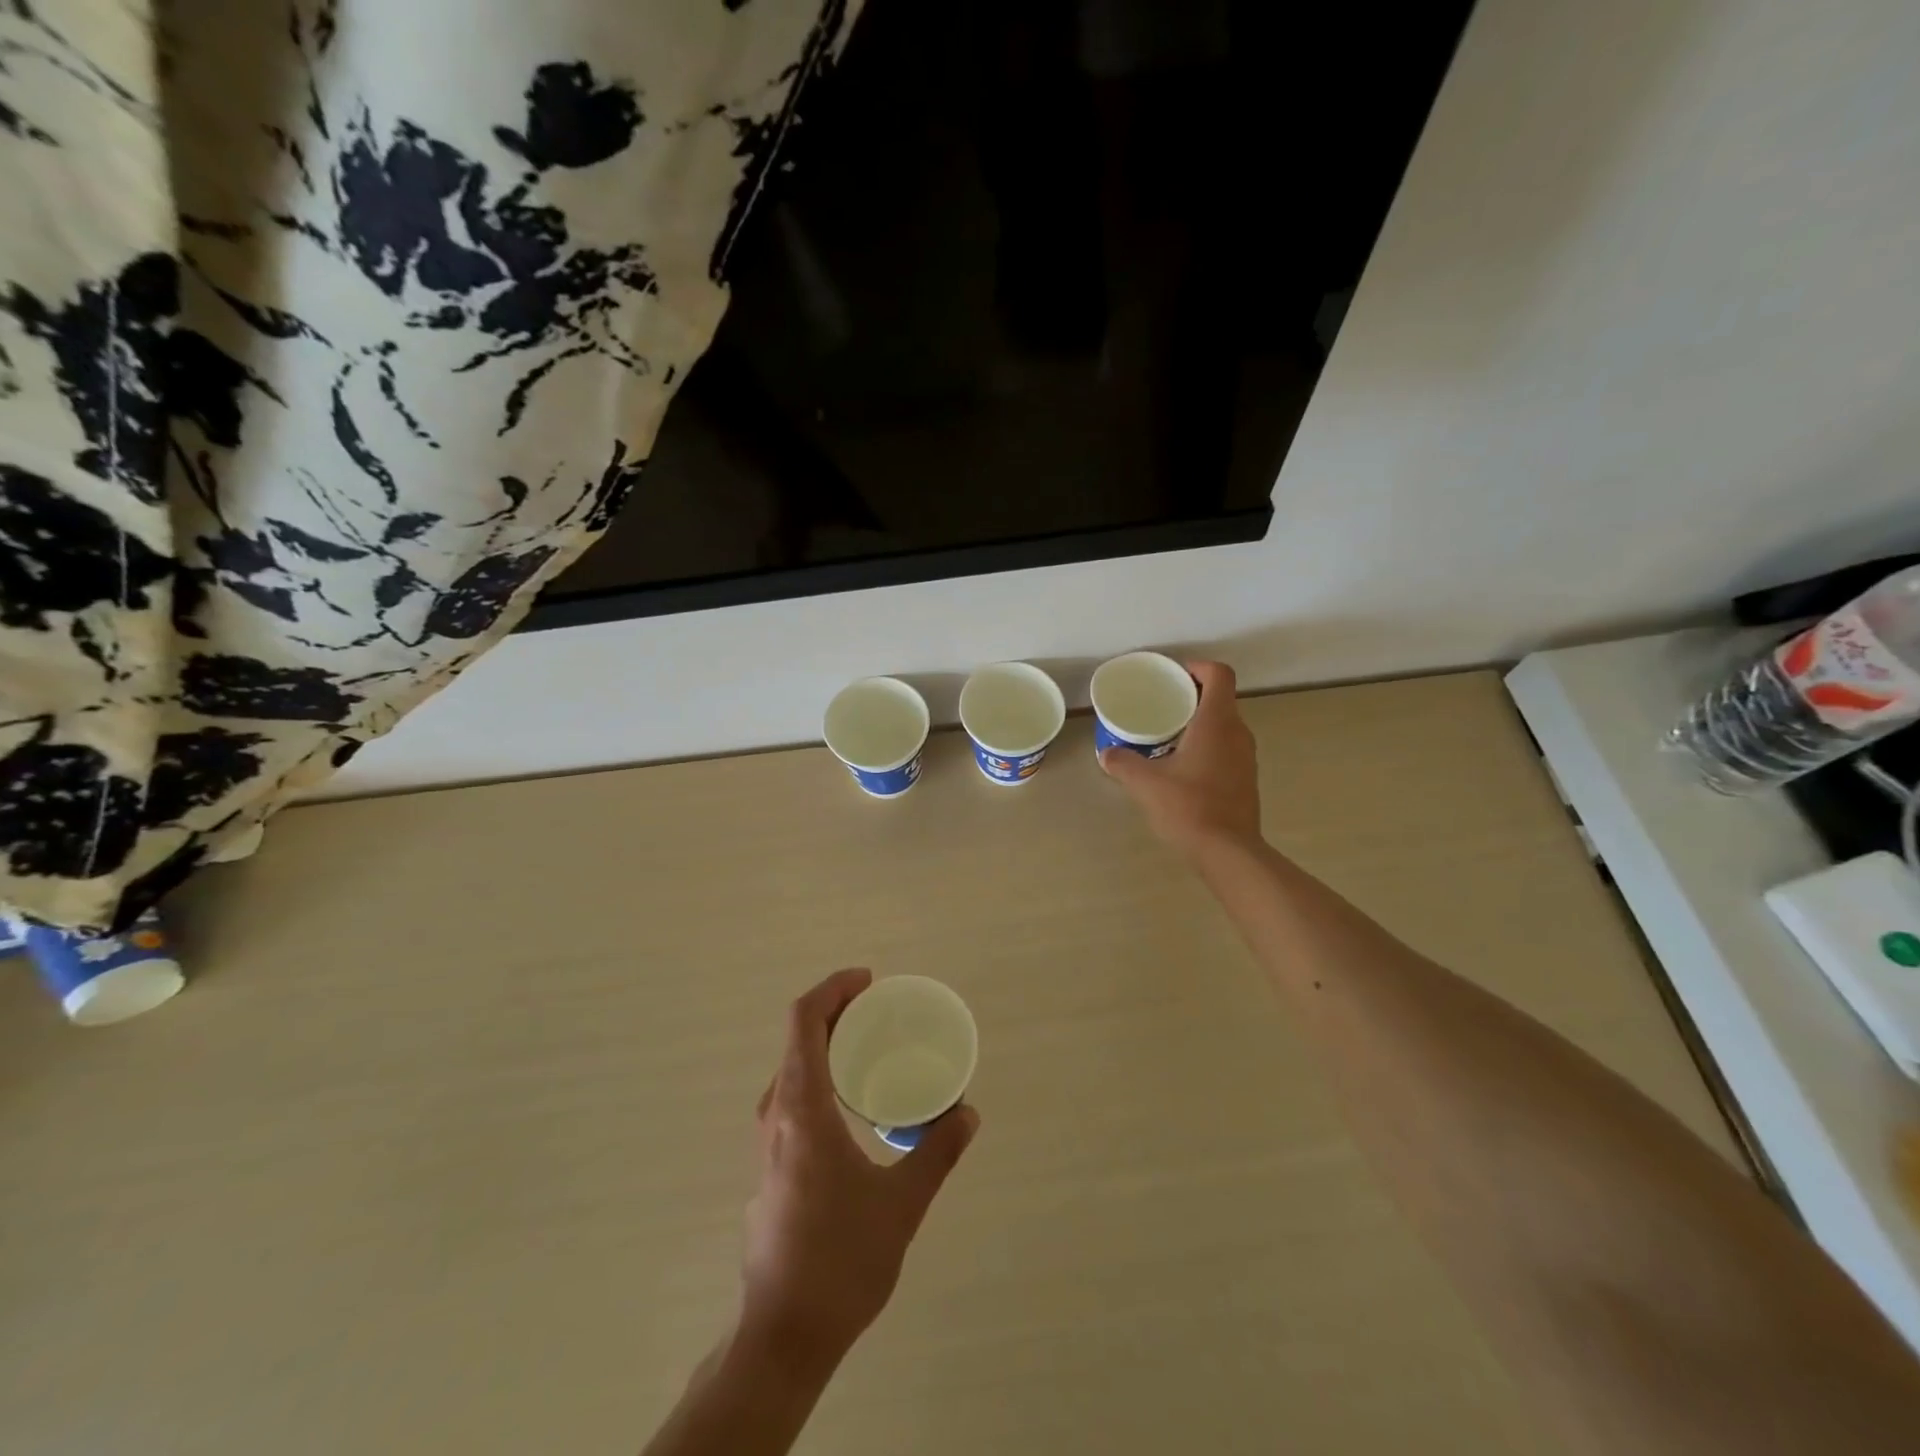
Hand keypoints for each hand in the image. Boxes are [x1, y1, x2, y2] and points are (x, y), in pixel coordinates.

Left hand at [740, 968, 978, 1369]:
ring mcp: (766, 1141)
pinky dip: (821, 1076)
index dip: (834, 989)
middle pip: (798, 1039)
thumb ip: (937, 1152)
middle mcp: (776, 1114)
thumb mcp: (901, 1204)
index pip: (804, 1020)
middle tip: (881, 1012)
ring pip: (793, 1069)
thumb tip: (967, 1113)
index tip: (869, 982)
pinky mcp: (769, 1165)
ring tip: (872, 1049)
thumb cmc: (840, 1260)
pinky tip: (853, 1104)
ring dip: (828, 1045)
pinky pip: (792, 1097)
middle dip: (838, 1012)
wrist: (783, 1334)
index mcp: (801, 1108)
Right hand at [1100, 660, 1262, 858]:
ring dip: (1200, 724)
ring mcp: (1246, 757)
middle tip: (1163, 705)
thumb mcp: (1145, 783)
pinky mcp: (1246, 779)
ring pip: (1225, 726)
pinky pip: (1227, 749)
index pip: (1219, 675)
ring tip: (1168, 736)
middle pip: (1221, 699)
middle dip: (1193, 696)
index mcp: (1217, 722)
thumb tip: (1106, 754)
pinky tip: (1182, 767)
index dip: (1198, 667)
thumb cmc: (1188, 806)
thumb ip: (1123, 763)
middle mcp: (1238, 733)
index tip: (1174, 676)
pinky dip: (1208, 747)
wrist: (1228, 851)